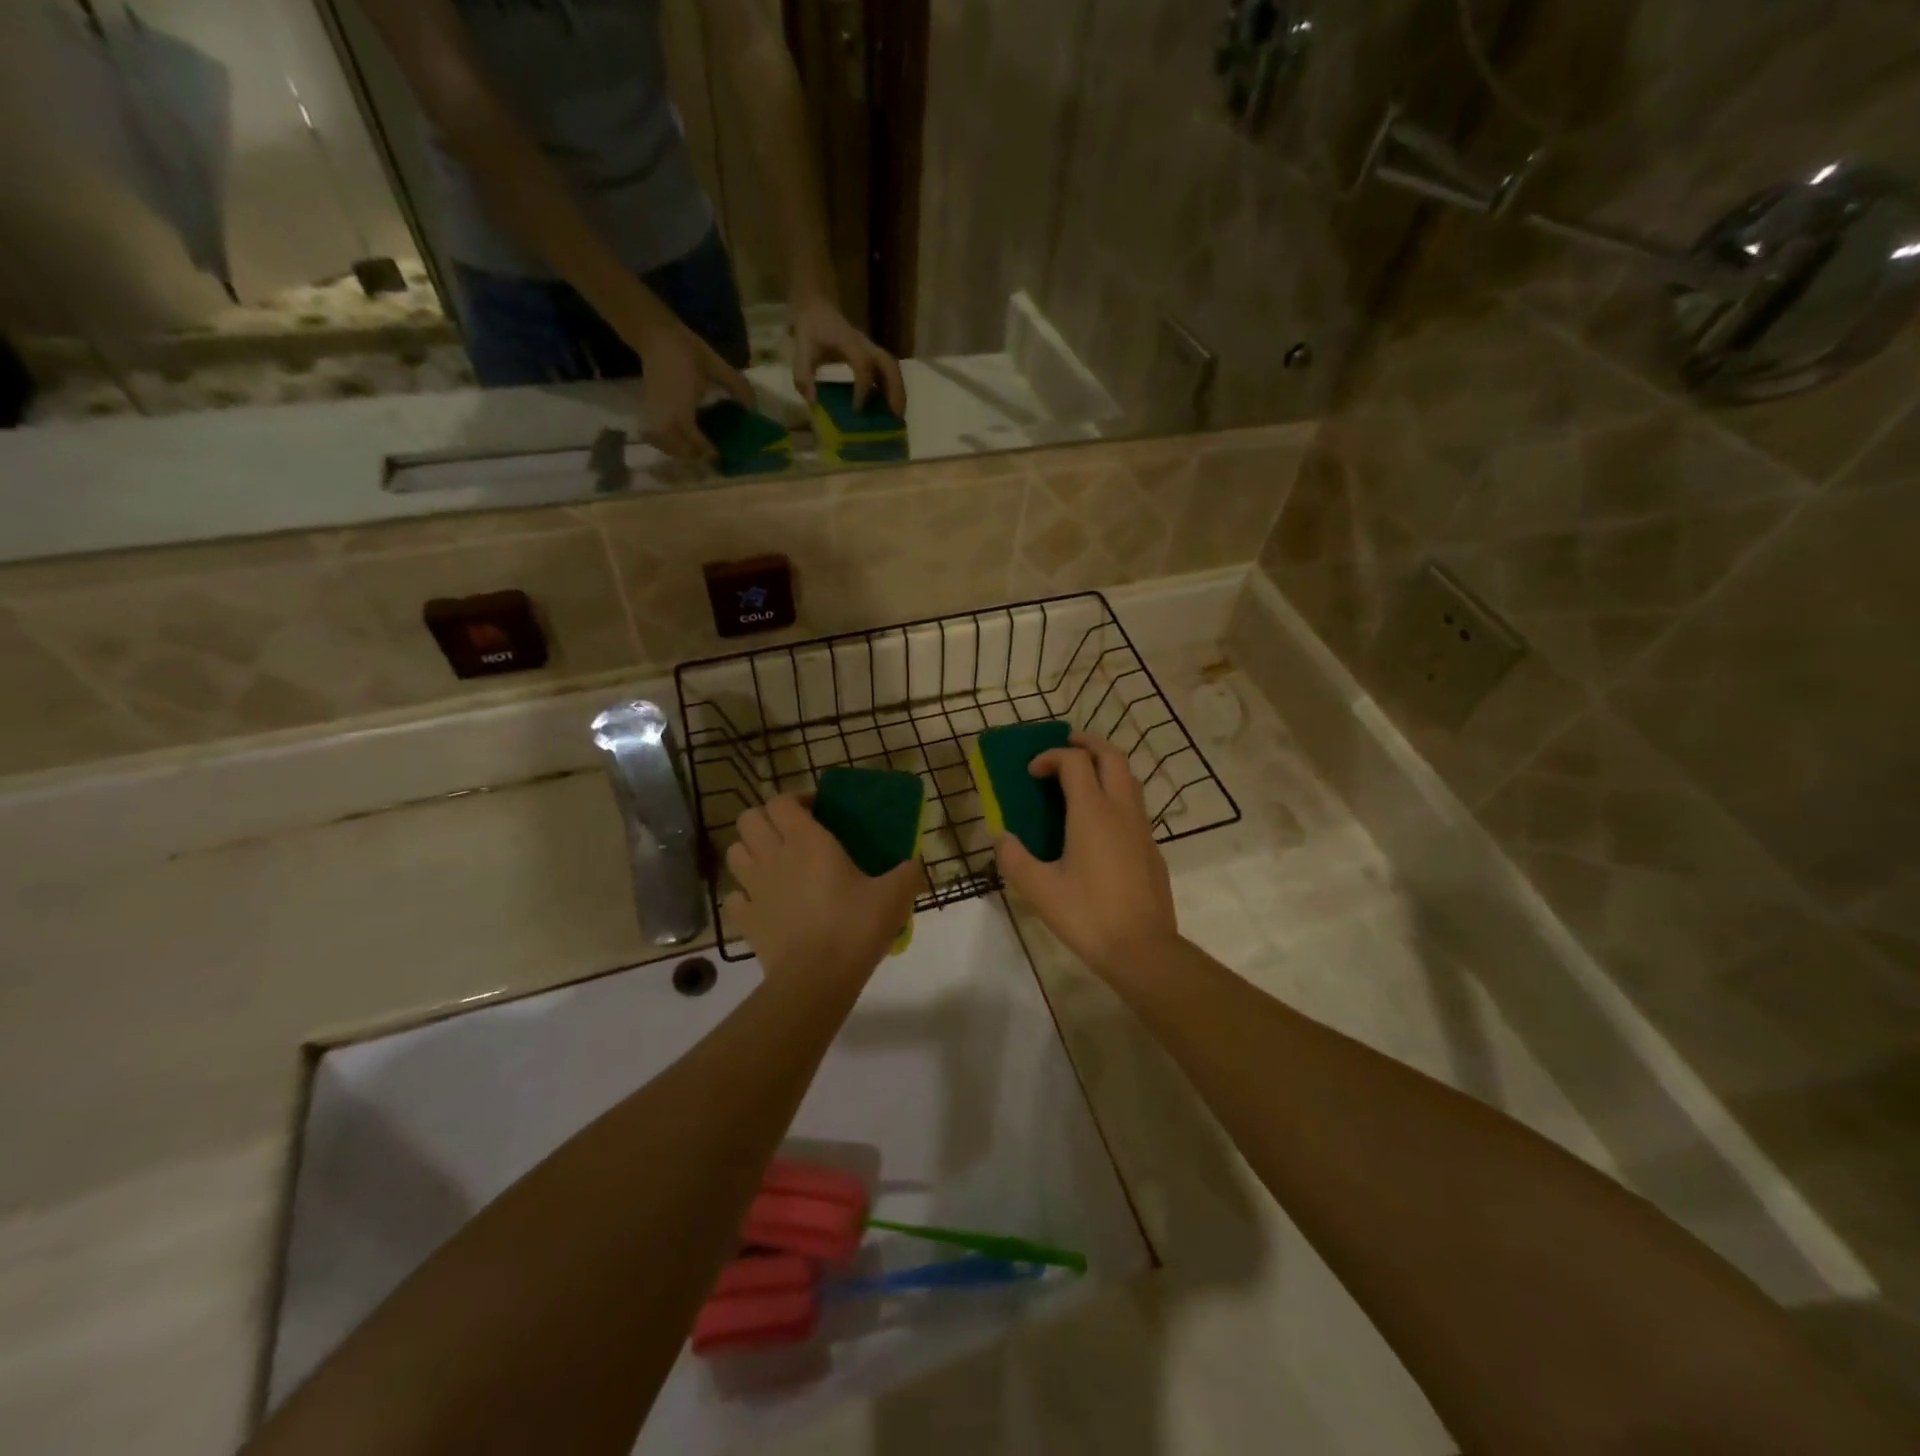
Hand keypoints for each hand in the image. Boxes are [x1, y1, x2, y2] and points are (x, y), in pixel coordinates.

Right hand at [636, 320, 754, 459]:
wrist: (654, 335)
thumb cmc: (685, 350)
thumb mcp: (715, 365)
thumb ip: (736, 386)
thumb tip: (753, 408)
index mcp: (682, 409)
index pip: (695, 441)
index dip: (709, 451)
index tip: (722, 455)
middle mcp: (665, 417)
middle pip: (679, 449)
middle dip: (694, 455)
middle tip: (712, 454)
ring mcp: (654, 414)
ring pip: (665, 445)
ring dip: (680, 451)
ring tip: (697, 449)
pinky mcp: (647, 410)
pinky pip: (656, 436)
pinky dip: (668, 442)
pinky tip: (681, 438)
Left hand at [723, 795, 921, 990]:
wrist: (816, 979)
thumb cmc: (854, 927)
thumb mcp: (894, 896)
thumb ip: (907, 872)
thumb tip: (914, 863)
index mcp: (807, 841)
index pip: (782, 801)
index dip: (796, 800)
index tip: (818, 811)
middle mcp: (774, 855)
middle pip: (749, 818)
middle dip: (767, 820)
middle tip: (793, 834)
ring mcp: (753, 888)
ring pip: (734, 852)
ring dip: (751, 851)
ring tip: (775, 864)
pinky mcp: (744, 920)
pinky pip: (733, 897)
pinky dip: (744, 895)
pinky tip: (763, 903)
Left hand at [791, 296, 905, 414]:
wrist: (817, 306)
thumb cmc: (811, 328)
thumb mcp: (802, 349)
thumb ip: (804, 375)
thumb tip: (813, 402)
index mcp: (849, 343)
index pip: (863, 366)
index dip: (863, 388)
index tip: (857, 409)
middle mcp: (866, 346)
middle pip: (889, 366)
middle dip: (894, 391)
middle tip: (895, 416)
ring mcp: (872, 350)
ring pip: (893, 369)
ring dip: (898, 391)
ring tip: (897, 415)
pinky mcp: (872, 355)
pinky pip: (888, 372)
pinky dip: (892, 389)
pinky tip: (889, 406)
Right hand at [994, 734, 1179, 982]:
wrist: (1143, 948)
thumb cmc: (1087, 915)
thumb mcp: (1039, 889)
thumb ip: (1014, 858)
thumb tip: (1001, 837)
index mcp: (1092, 811)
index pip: (1074, 761)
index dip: (1050, 757)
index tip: (1031, 773)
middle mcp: (1121, 809)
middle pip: (1111, 756)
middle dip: (1087, 744)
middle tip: (1065, 745)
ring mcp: (1142, 827)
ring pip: (1129, 778)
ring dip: (1105, 766)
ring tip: (1083, 776)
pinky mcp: (1151, 847)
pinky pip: (1134, 804)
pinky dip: (1116, 793)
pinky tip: (1100, 821)